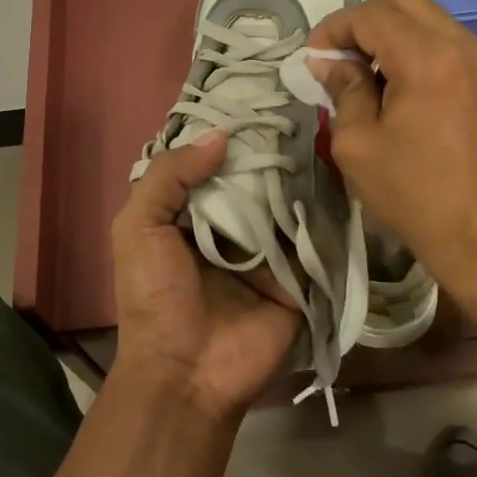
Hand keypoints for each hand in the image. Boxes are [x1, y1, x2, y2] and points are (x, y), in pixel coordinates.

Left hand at [110, 132, 299, 422]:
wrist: (186, 372)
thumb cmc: (154, 297)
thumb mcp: (138, 228)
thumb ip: (169, 178)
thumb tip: (220, 138)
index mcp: (191, 216)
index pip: (213, 167)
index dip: (230, 139)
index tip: (259, 105)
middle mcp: (231, 229)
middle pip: (254, 183)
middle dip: (271, 156)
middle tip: (303, 116)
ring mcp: (266, 253)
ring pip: (286, 206)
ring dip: (300, 180)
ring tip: (325, 139)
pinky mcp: (296, 278)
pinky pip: (310, 241)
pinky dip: (321, 217)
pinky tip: (338, 182)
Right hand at [309, 0, 476, 295]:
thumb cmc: (413, 196)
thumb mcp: (357, 145)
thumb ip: (343, 90)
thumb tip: (328, 62)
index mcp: (428, 60)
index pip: (372, 15)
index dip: (334, 27)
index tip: (314, 55)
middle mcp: (466, 47)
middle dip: (367, 19)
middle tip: (345, 57)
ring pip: (435, 21)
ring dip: (399, 37)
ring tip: (377, 79)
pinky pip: (458, 48)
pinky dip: (427, 55)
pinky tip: (415, 96)